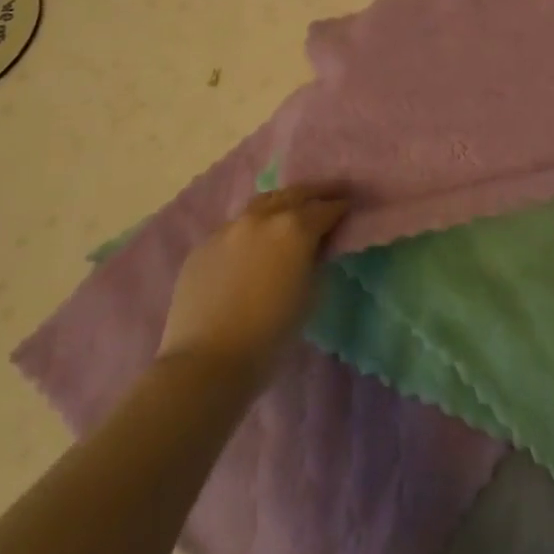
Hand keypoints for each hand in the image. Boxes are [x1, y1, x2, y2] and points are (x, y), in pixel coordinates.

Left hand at [157, 186, 348, 386]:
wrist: (206, 361)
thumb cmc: (270, 335)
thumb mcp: (310, 296)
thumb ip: (316, 261)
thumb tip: (316, 247)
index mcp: (294, 228)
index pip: (325, 208)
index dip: (341, 206)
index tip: (350, 204)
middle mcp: (262, 217)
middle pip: (295, 193)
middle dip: (316, 192)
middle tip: (330, 192)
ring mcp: (229, 227)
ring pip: (262, 203)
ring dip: (282, 202)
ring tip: (291, 207)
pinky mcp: (204, 244)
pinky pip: (235, 227)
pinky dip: (252, 227)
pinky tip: (254, 241)